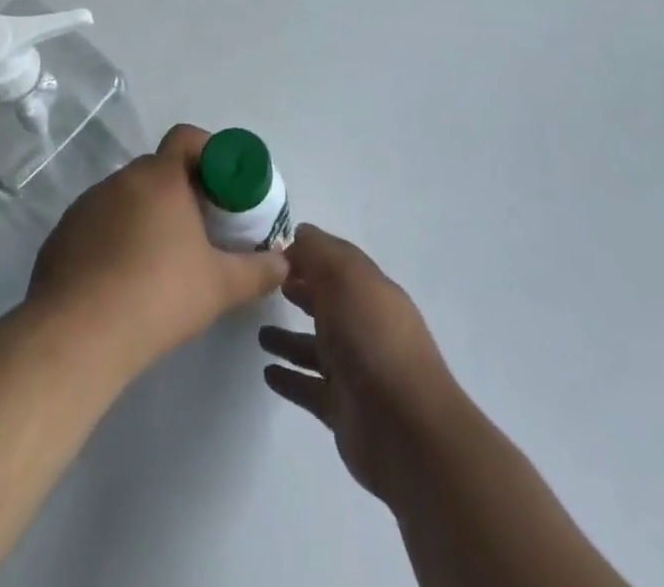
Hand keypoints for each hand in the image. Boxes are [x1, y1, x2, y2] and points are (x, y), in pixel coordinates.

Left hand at [29, 124, 288, 374]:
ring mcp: (86, 204)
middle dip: (181, 190)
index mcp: (160, 177)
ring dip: (146, 215)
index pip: (186, 137)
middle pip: (158, 169)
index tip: (222, 184)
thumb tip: (283, 263)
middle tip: (201, 226)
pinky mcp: (63, 233)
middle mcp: (121, 179)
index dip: (208, 152)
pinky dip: (115, 238)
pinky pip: (98, 223)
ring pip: (127, 196)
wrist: (78, 334)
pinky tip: (123, 280)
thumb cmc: (159, 295)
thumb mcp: (221, 286)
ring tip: (162, 258)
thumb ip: (258, 271)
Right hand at [259, 224, 461, 502]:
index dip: (309, 254)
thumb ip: (317, 252)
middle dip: (301, 291)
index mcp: (371, 291)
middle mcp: (365, 326)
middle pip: (328, 303)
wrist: (404, 429)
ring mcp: (355, 370)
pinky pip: (310, 387)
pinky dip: (290, 378)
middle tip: (267, 287)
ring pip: (316, 347)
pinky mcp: (343, 409)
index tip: (273, 251)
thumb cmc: (372, 338)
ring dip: (289, 338)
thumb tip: (298, 234)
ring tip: (259, 334)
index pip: (338, 263)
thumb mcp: (344, 277)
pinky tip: (267, 372)